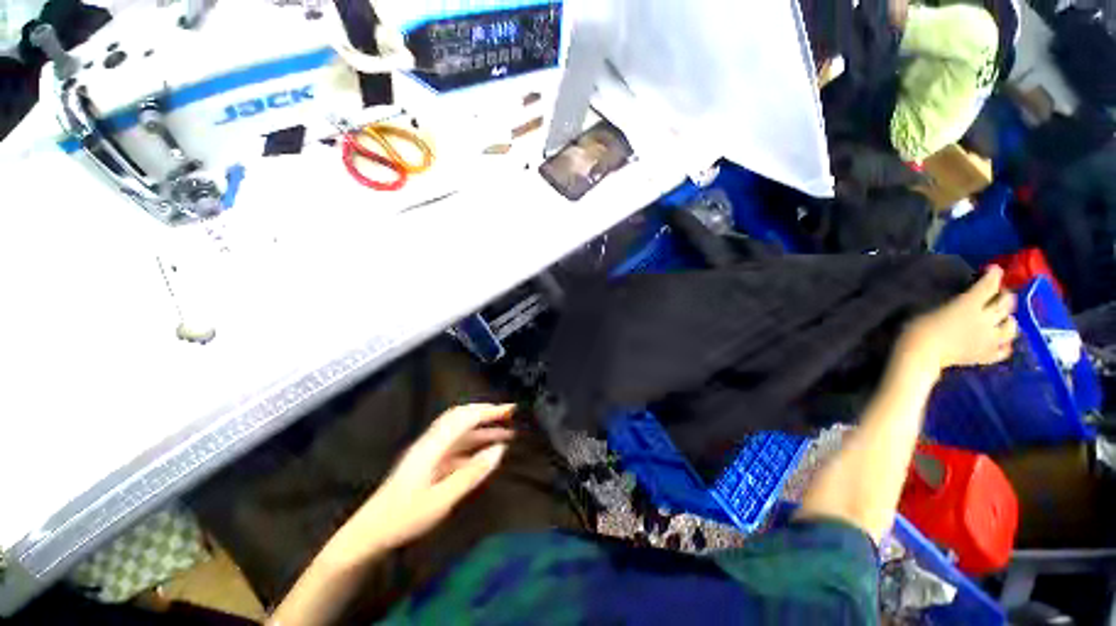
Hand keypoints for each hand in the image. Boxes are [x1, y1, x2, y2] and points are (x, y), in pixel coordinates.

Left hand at [335, 404, 514, 557]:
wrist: (370, 534)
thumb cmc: (404, 517)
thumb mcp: (442, 499)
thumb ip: (472, 472)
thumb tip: (500, 449)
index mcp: (433, 446)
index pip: (465, 417)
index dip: (489, 410)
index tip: (511, 410)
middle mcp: (432, 442)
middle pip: (462, 417)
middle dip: (487, 413)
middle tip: (510, 415)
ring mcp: (430, 452)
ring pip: (460, 432)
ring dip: (482, 430)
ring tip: (506, 434)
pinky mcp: (429, 463)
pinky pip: (456, 447)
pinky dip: (474, 445)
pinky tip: (485, 454)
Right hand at [900, 267, 1018, 371]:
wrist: (918, 355)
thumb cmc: (916, 328)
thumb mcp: (929, 308)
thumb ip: (951, 303)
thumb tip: (960, 299)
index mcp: (969, 305)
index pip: (988, 286)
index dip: (993, 275)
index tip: (994, 269)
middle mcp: (985, 320)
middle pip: (1005, 304)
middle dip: (1005, 295)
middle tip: (998, 293)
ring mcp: (988, 340)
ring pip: (1011, 327)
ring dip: (1009, 320)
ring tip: (1003, 319)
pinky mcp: (985, 356)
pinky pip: (1004, 351)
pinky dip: (1005, 345)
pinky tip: (1000, 343)